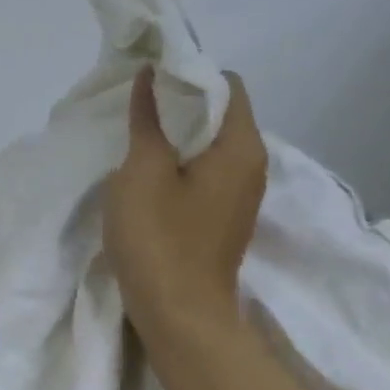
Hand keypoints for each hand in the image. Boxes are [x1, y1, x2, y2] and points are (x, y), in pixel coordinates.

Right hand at [104, 68, 267, 343]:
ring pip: (212, 146)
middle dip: (181, 104)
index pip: (227, 84)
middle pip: (221, 114)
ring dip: (178, 136)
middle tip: (137, 105)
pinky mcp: (224, 218)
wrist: (180, 316)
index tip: (149, 79)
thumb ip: (147, 120)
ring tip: (138, 136)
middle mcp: (253, 165)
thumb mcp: (142, 172)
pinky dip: (182, 164)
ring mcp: (241, 195)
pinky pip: (207, 174)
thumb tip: (150, 77)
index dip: (188, 74)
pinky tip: (149, 174)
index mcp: (241, 147)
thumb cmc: (160, 238)